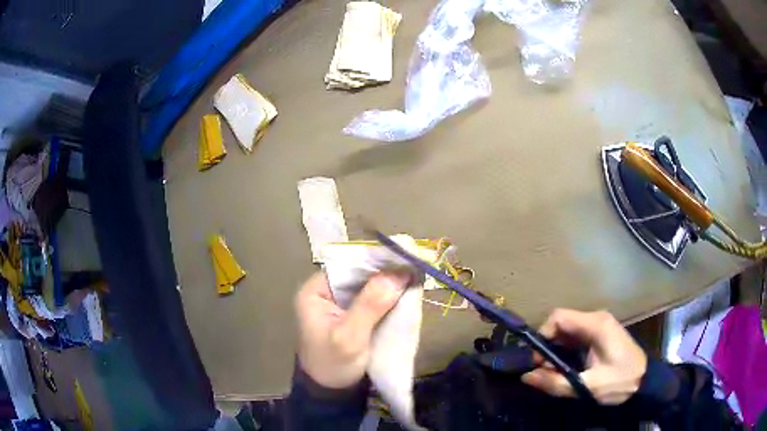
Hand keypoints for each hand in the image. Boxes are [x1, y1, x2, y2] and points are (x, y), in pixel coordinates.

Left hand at [294, 271, 409, 388]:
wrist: (332, 392)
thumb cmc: (334, 364)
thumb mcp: (350, 337)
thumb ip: (370, 305)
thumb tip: (397, 274)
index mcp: (315, 291)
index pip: (347, 265)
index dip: (376, 260)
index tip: (404, 258)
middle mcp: (325, 291)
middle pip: (359, 273)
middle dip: (386, 271)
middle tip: (415, 266)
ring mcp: (338, 303)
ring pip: (368, 285)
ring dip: (389, 283)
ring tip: (415, 276)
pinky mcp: (351, 314)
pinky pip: (372, 298)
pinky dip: (388, 296)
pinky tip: (405, 292)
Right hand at [521, 309, 646, 404]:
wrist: (645, 381)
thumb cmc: (620, 381)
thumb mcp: (588, 386)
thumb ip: (556, 383)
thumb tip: (525, 377)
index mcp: (595, 325)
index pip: (558, 317)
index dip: (542, 336)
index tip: (537, 361)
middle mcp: (595, 319)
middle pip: (561, 324)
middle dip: (547, 346)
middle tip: (543, 371)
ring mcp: (598, 326)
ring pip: (566, 331)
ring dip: (554, 351)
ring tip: (552, 373)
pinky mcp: (599, 335)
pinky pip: (574, 338)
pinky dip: (564, 352)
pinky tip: (564, 369)